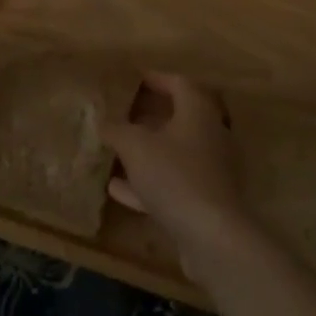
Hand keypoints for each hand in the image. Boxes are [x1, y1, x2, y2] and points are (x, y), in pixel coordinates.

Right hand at [100, 72, 252, 280]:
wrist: (212, 236)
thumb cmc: (175, 176)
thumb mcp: (136, 146)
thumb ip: (117, 130)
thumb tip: (103, 121)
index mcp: (198, 112)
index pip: (179, 83)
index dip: (156, 78)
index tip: (133, 79)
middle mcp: (209, 135)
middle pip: (179, 118)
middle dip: (150, 116)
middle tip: (123, 114)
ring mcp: (209, 170)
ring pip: (174, 152)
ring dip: (147, 151)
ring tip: (116, 150)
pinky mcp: (204, 200)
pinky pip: (172, 183)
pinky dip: (147, 182)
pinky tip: (118, 189)